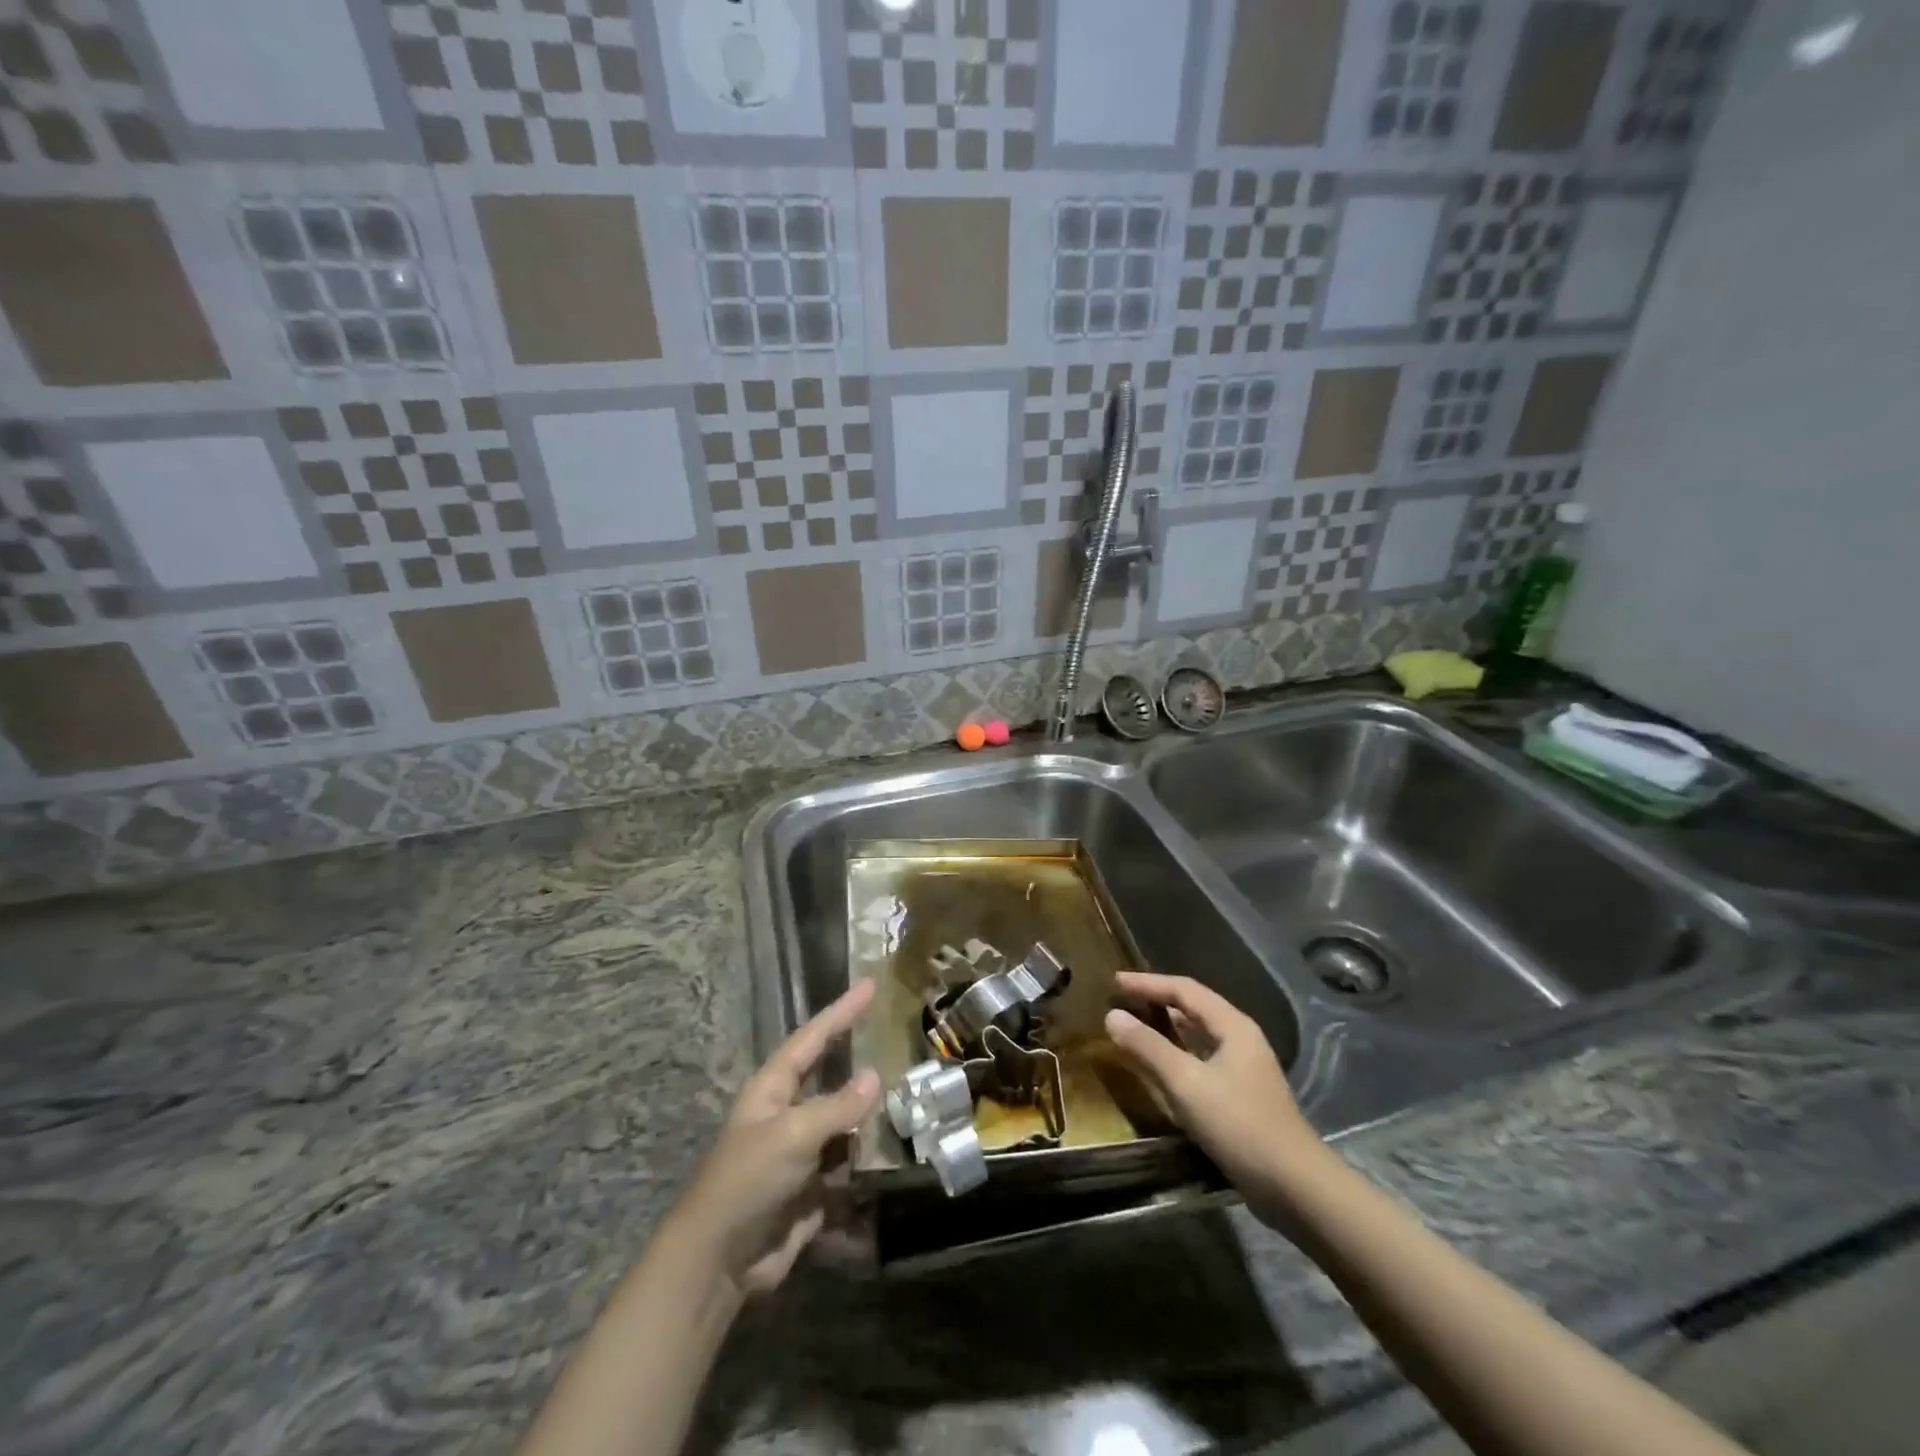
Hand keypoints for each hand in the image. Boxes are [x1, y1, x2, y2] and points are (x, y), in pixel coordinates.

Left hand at [668, 980, 879, 1298]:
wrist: (718, 1262)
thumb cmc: (747, 1180)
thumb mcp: (793, 1134)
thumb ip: (837, 1106)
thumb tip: (874, 1076)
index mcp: (774, 1089)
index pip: (813, 1038)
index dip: (842, 1012)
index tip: (870, 985)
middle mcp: (789, 1114)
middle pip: (832, 1080)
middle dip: (861, 1063)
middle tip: (899, 1040)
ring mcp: (801, 1153)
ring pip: (845, 1124)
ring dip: (871, 1119)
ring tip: (912, 1100)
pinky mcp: (813, 1190)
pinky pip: (849, 1167)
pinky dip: (867, 1163)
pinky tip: (896, 1156)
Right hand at [1105, 972, 1323, 1204]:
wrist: (1295, 1187)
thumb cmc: (1239, 1125)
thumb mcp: (1186, 1083)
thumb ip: (1148, 1047)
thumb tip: (1112, 1016)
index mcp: (1232, 1026)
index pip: (1184, 989)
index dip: (1147, 982)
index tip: (1115, 981)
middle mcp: (1240, 1038)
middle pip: (1193, 1007)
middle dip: (1157, 999)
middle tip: (1121, 999)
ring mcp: (1244, 1068)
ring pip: (1198, 1034)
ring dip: (1166, 1025)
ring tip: (1135, 1024)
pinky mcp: (1241, 1094)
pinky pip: (1201, 1058)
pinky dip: (1176, 1052)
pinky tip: (1161, 1064)